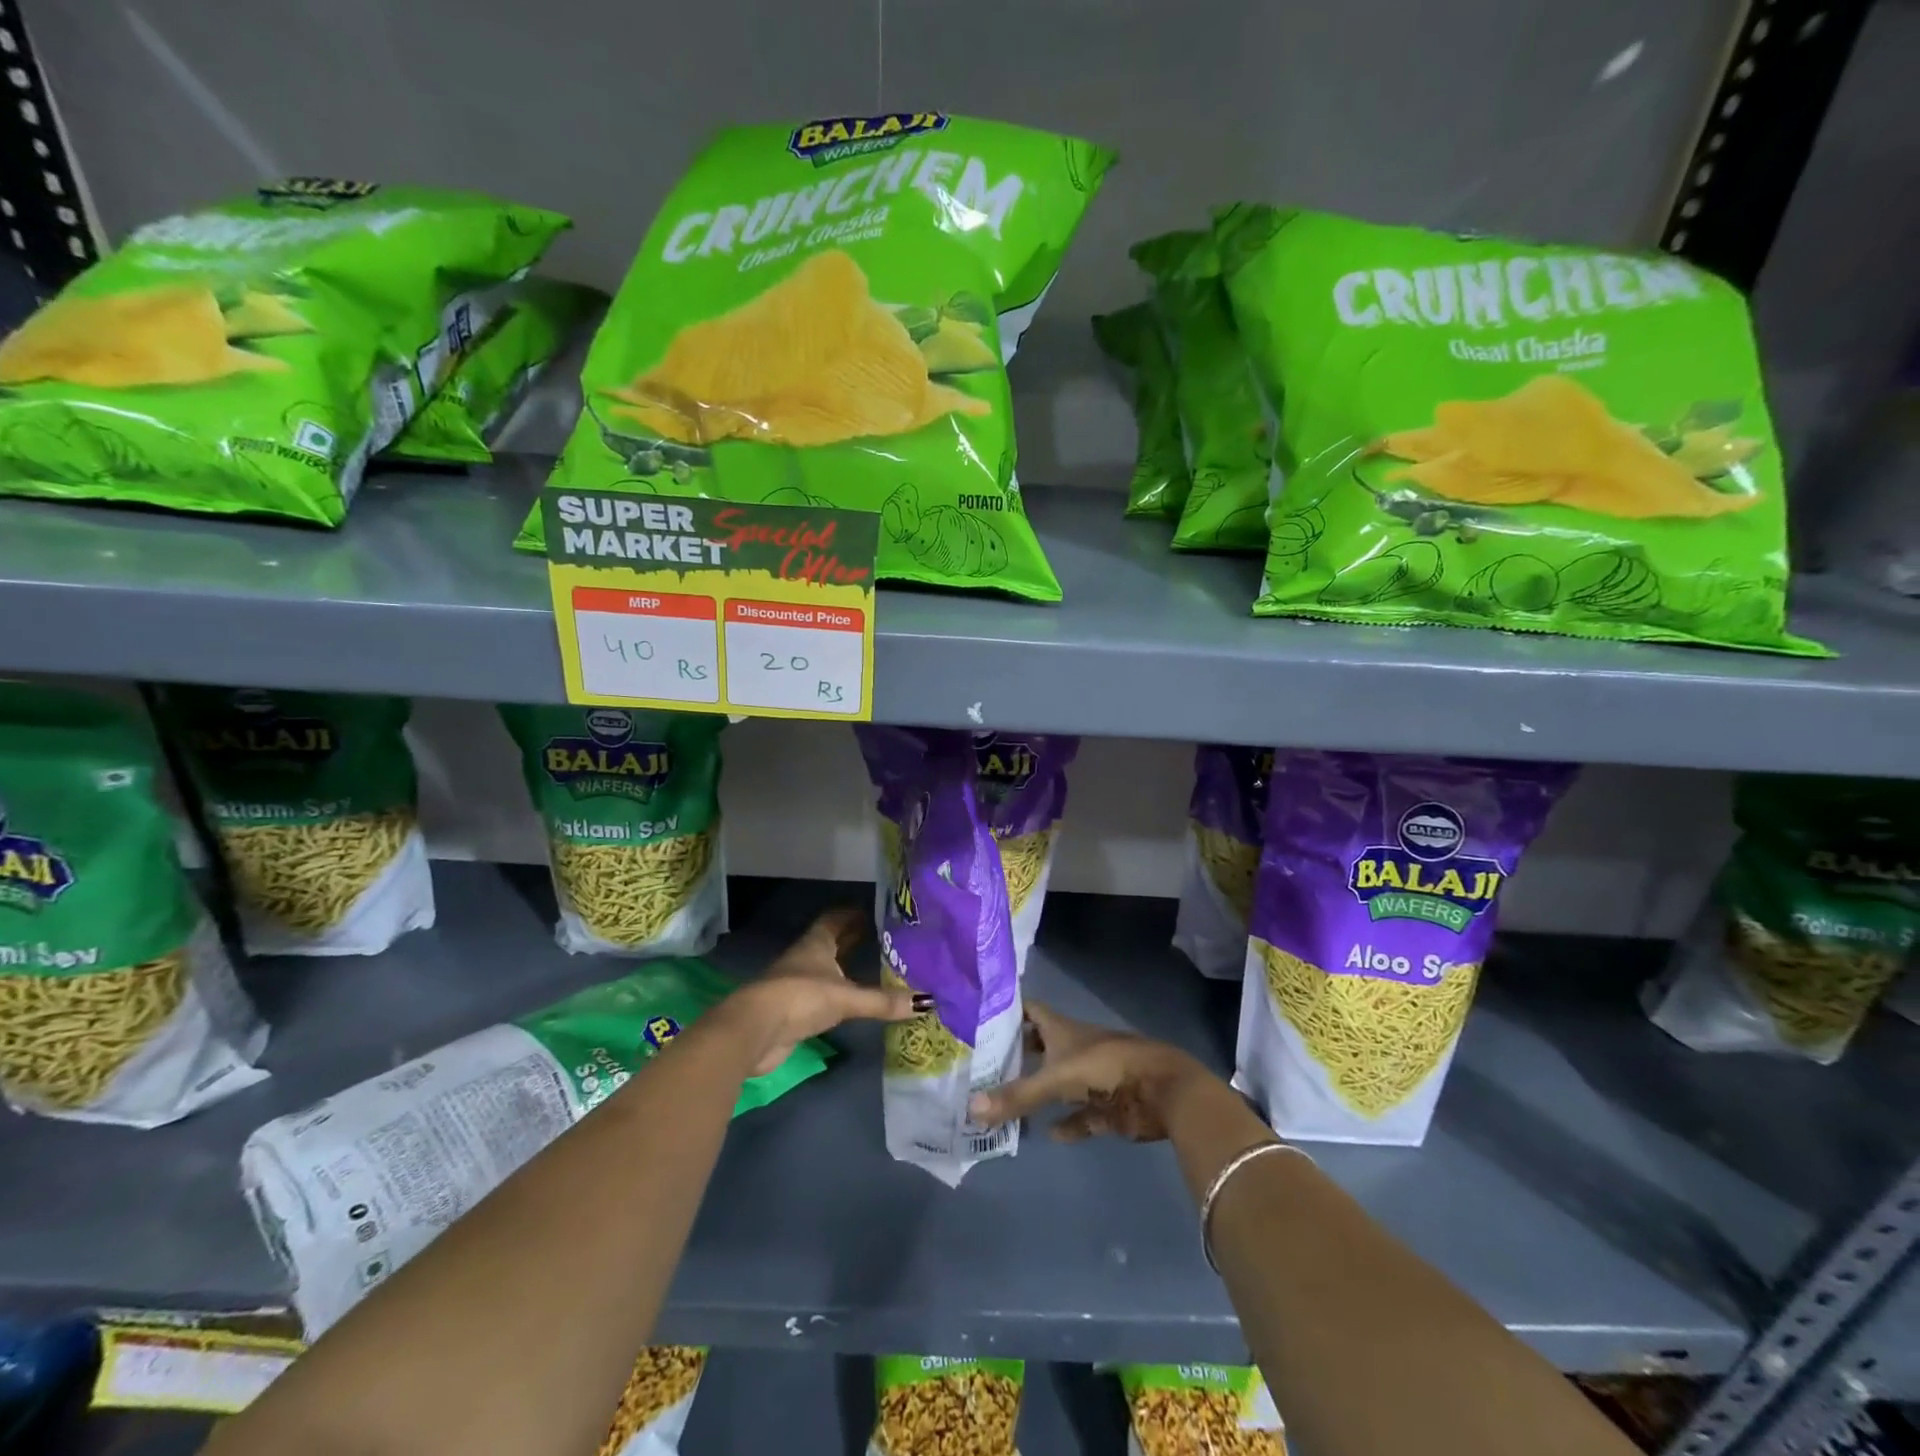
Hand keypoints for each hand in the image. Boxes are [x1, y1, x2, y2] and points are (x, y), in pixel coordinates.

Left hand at [726, 907, 924, 1074]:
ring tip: (872, 967)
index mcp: (816, 943)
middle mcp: (806, 958)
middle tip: (881, 938)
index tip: (873, 912)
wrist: (755, 1031)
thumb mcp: (847, 997)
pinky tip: (852, 1000)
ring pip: (825, 969)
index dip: (852, 914)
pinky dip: (837, 993)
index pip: (835, 919)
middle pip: (830, 943)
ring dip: (844, 967)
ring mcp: (796, 984)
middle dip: (852, 939)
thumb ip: (883, 1001)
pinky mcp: (793, 1010)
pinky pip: (822, 994)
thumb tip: (927, 1002)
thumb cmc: (801, 998)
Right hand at [967, 1000, 1215, 1141]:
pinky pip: (1081, 1115)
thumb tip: (970, 1108)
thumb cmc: (1106, 1067)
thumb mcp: (1057, 1079)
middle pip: (1039, 1046)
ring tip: (1004, 1103)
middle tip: (981, 1067)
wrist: (1162, 1089)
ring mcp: (1091, 1077)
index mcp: (1061, 1029)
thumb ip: (1017, 1095)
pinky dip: (1067, 1124)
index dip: (1006, 1011)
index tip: (976, 1017)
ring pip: (1058, 1082)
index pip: (1028, 1010)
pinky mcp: (1107, 1105)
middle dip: (1015, 1055)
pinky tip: (1050, 1134)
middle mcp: (1074, 1048)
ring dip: (1037, 1092)